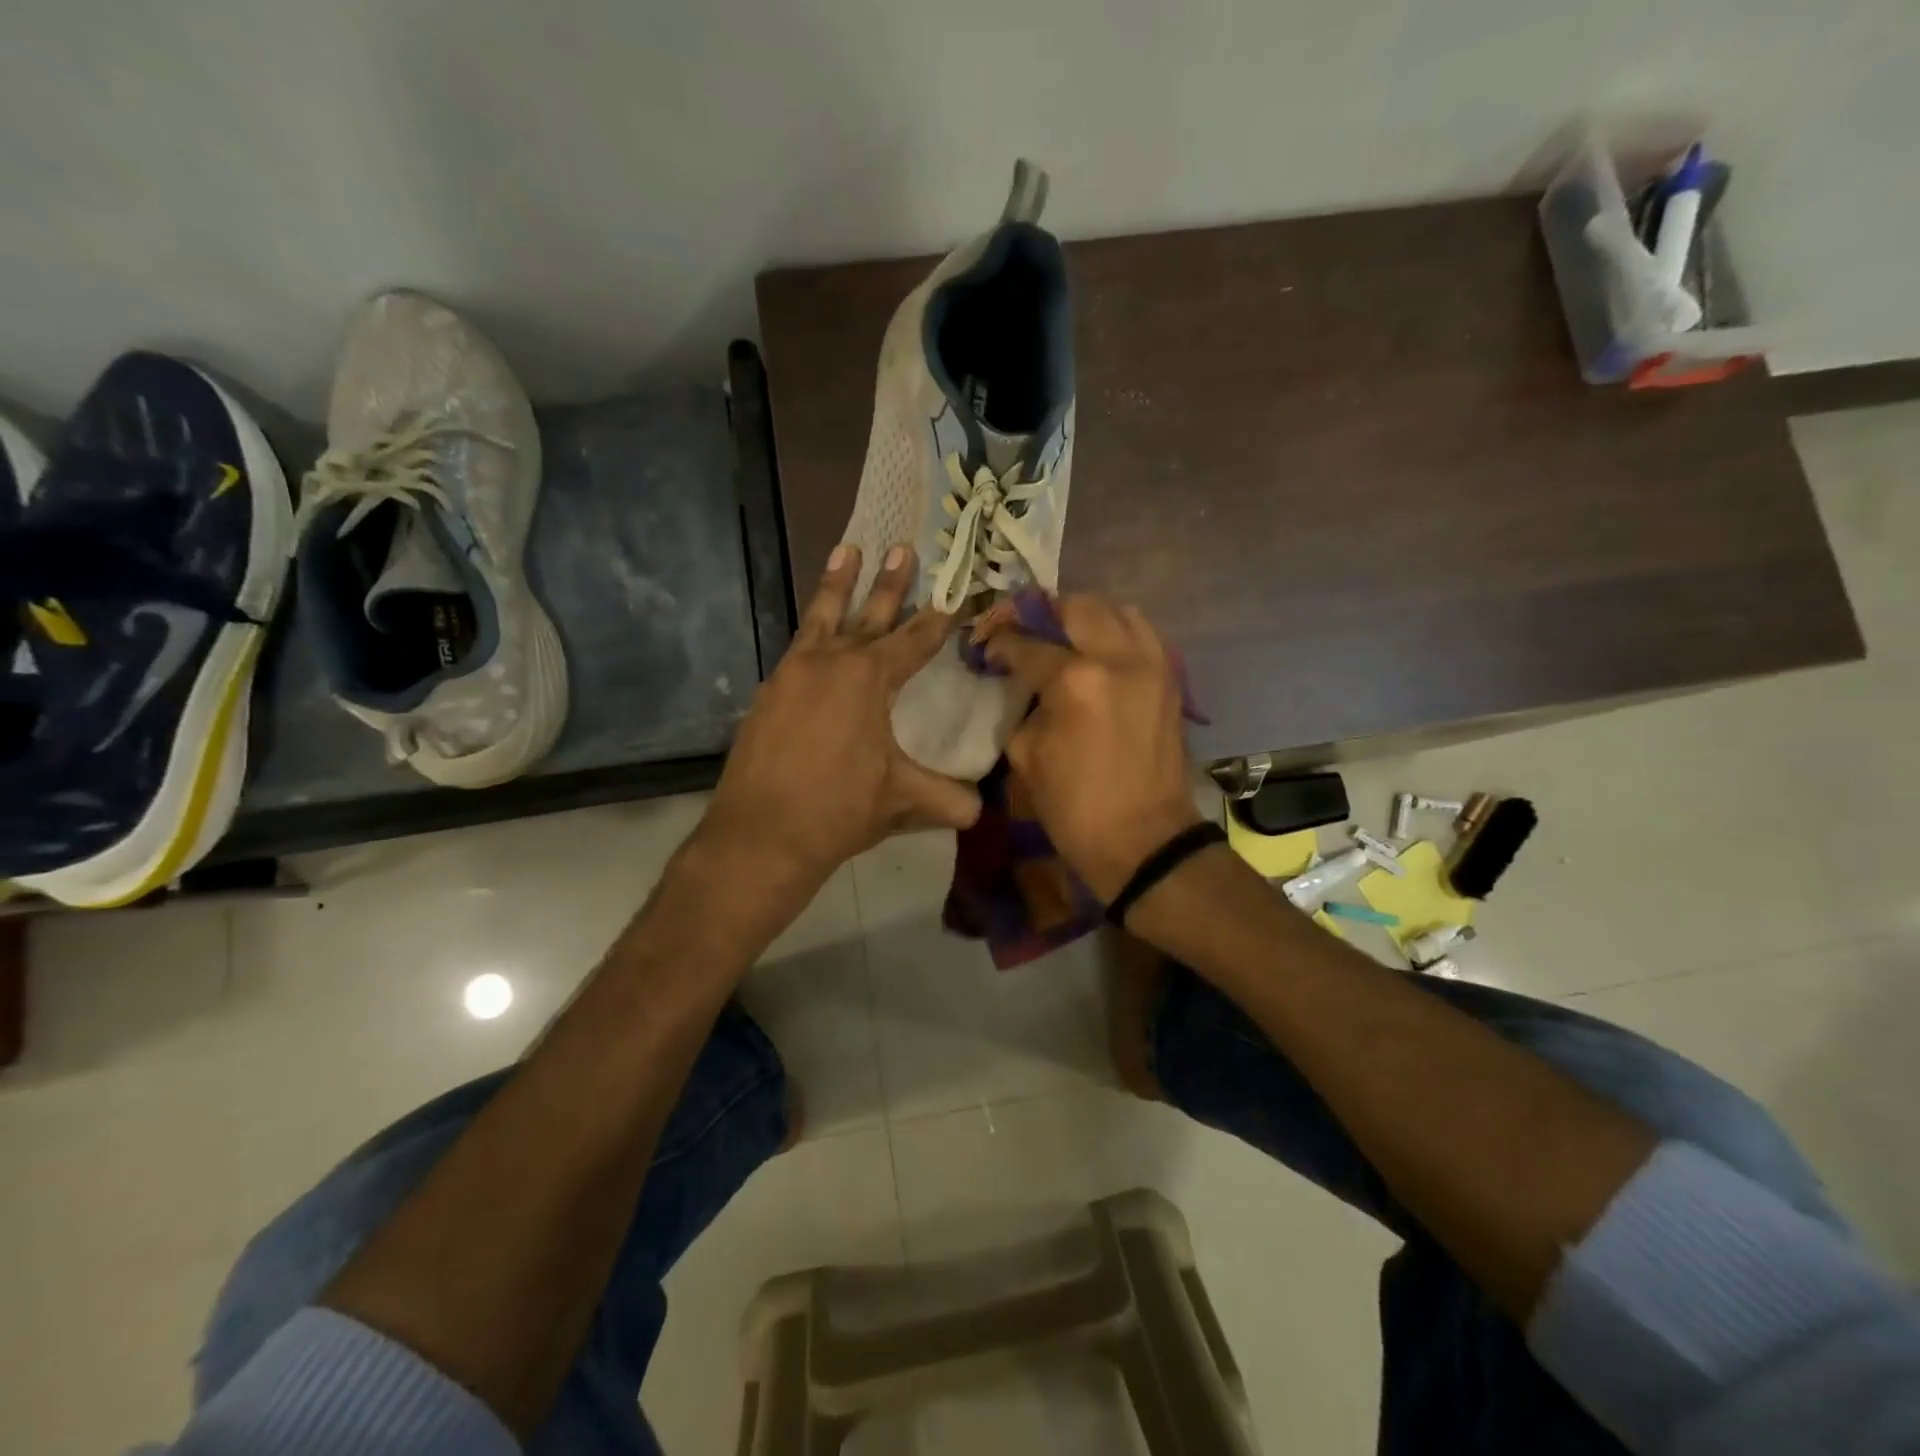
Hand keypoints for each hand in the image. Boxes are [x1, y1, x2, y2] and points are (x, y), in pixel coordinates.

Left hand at [704, 544, 981, 897]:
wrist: (760, 835)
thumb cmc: (838, 810)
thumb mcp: (901, 800)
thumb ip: (947, 799)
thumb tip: (981, 809)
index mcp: (869, 678)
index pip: (914, 640)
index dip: (939, 618)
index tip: (954, 592)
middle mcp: (830, 663)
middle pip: (868, 615)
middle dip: (889, 582)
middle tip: (901, 547)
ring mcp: (792, 673)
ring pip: (821, 618)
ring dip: (837, 585)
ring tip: (846, 550)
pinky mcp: (768, 692)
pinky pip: (798, 647)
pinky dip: (811, 629)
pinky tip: (814, 631)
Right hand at [978, 595, 1202, 900]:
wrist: (1144, 841)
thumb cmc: (1075, 807)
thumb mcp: (1026, 756)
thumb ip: (1024, 705)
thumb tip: (1025, 683)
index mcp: (1075, 681)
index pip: (1028, 642)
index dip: (1000, 640)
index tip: (987, 645)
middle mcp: (1118, 658)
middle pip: (1076, 607)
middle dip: (1042, 612)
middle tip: (1022, 628)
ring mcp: (1152, 665)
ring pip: (1117, 610)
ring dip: (1084, 615)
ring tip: (1063, 634)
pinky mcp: (1170, 680)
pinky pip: (1143, 634)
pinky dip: (1117, 631)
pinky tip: (1098, 651)